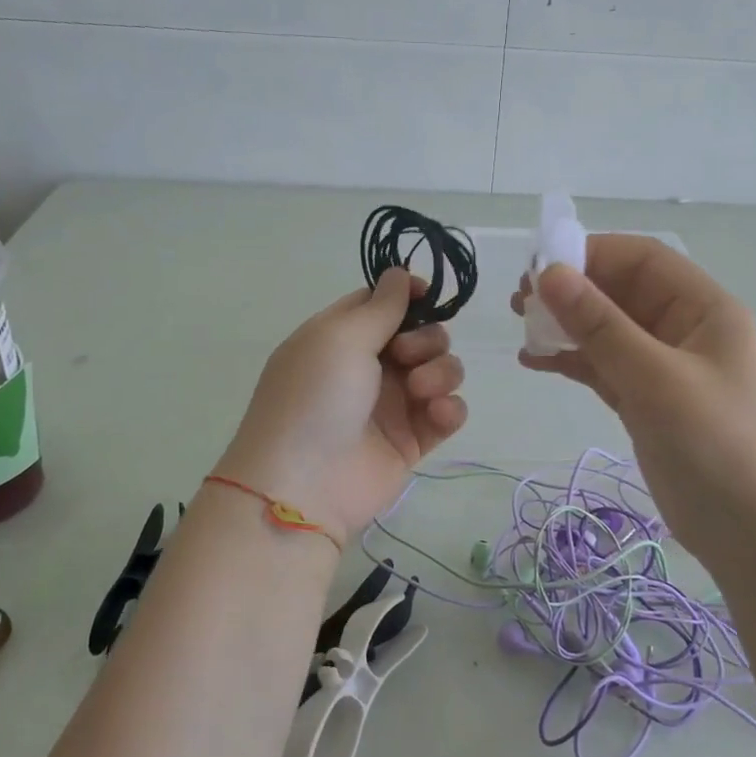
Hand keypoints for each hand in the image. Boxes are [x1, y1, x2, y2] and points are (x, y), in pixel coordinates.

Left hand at [218, 268, 468, 537]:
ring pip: (440, 371)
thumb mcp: (340, 337)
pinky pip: (447, 412)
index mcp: (340, 338)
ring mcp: (392, 405)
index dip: (408, 296)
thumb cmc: (316, 397)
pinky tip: (437, 413)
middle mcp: (367, 368)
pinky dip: (449, 408)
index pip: (380, 305)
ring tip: (421, 391)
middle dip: (426, 339)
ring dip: (441, 372)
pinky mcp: (412, 440)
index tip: (428, 295)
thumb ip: (380, 306)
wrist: (305, 484)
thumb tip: (400, 272)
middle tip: (406, 356)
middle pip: (419, 335)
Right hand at [513, 235, 755, 574]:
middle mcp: (685, 330)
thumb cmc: (713, 443)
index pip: (643, 260)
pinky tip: (535, 361)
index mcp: (704, 309)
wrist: (748, 530)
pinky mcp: (647, 403)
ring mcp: (664, 369)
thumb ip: (600, 326)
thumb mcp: (655, 379)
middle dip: (572, 292)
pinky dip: (572, 362)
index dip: (591, 255)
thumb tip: (548, 275)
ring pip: (608, 332)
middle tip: (520, 301)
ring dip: (567, 326)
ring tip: (521, 328)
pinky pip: (604, 368)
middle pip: (622, 293)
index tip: (538, 268)